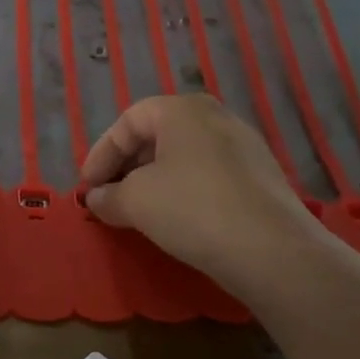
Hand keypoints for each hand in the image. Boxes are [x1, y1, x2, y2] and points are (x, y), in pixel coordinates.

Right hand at [80, 93, 328, 299]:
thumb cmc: (192, 209)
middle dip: (127, 166)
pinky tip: (177, 219)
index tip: (87, 187)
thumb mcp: (135, 202)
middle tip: (109, 197)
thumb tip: (96, 199)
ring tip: (139, 210)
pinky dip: (184, 190)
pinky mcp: (261, 176)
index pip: (128, 121)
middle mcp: (216, 117)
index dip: (101, 153)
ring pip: (184, 156)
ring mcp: (244, 145)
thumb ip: (108, 196)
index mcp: (182, 109)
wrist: (271, 249)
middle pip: (158, 134)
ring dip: (154, 180)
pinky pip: (209, 174)